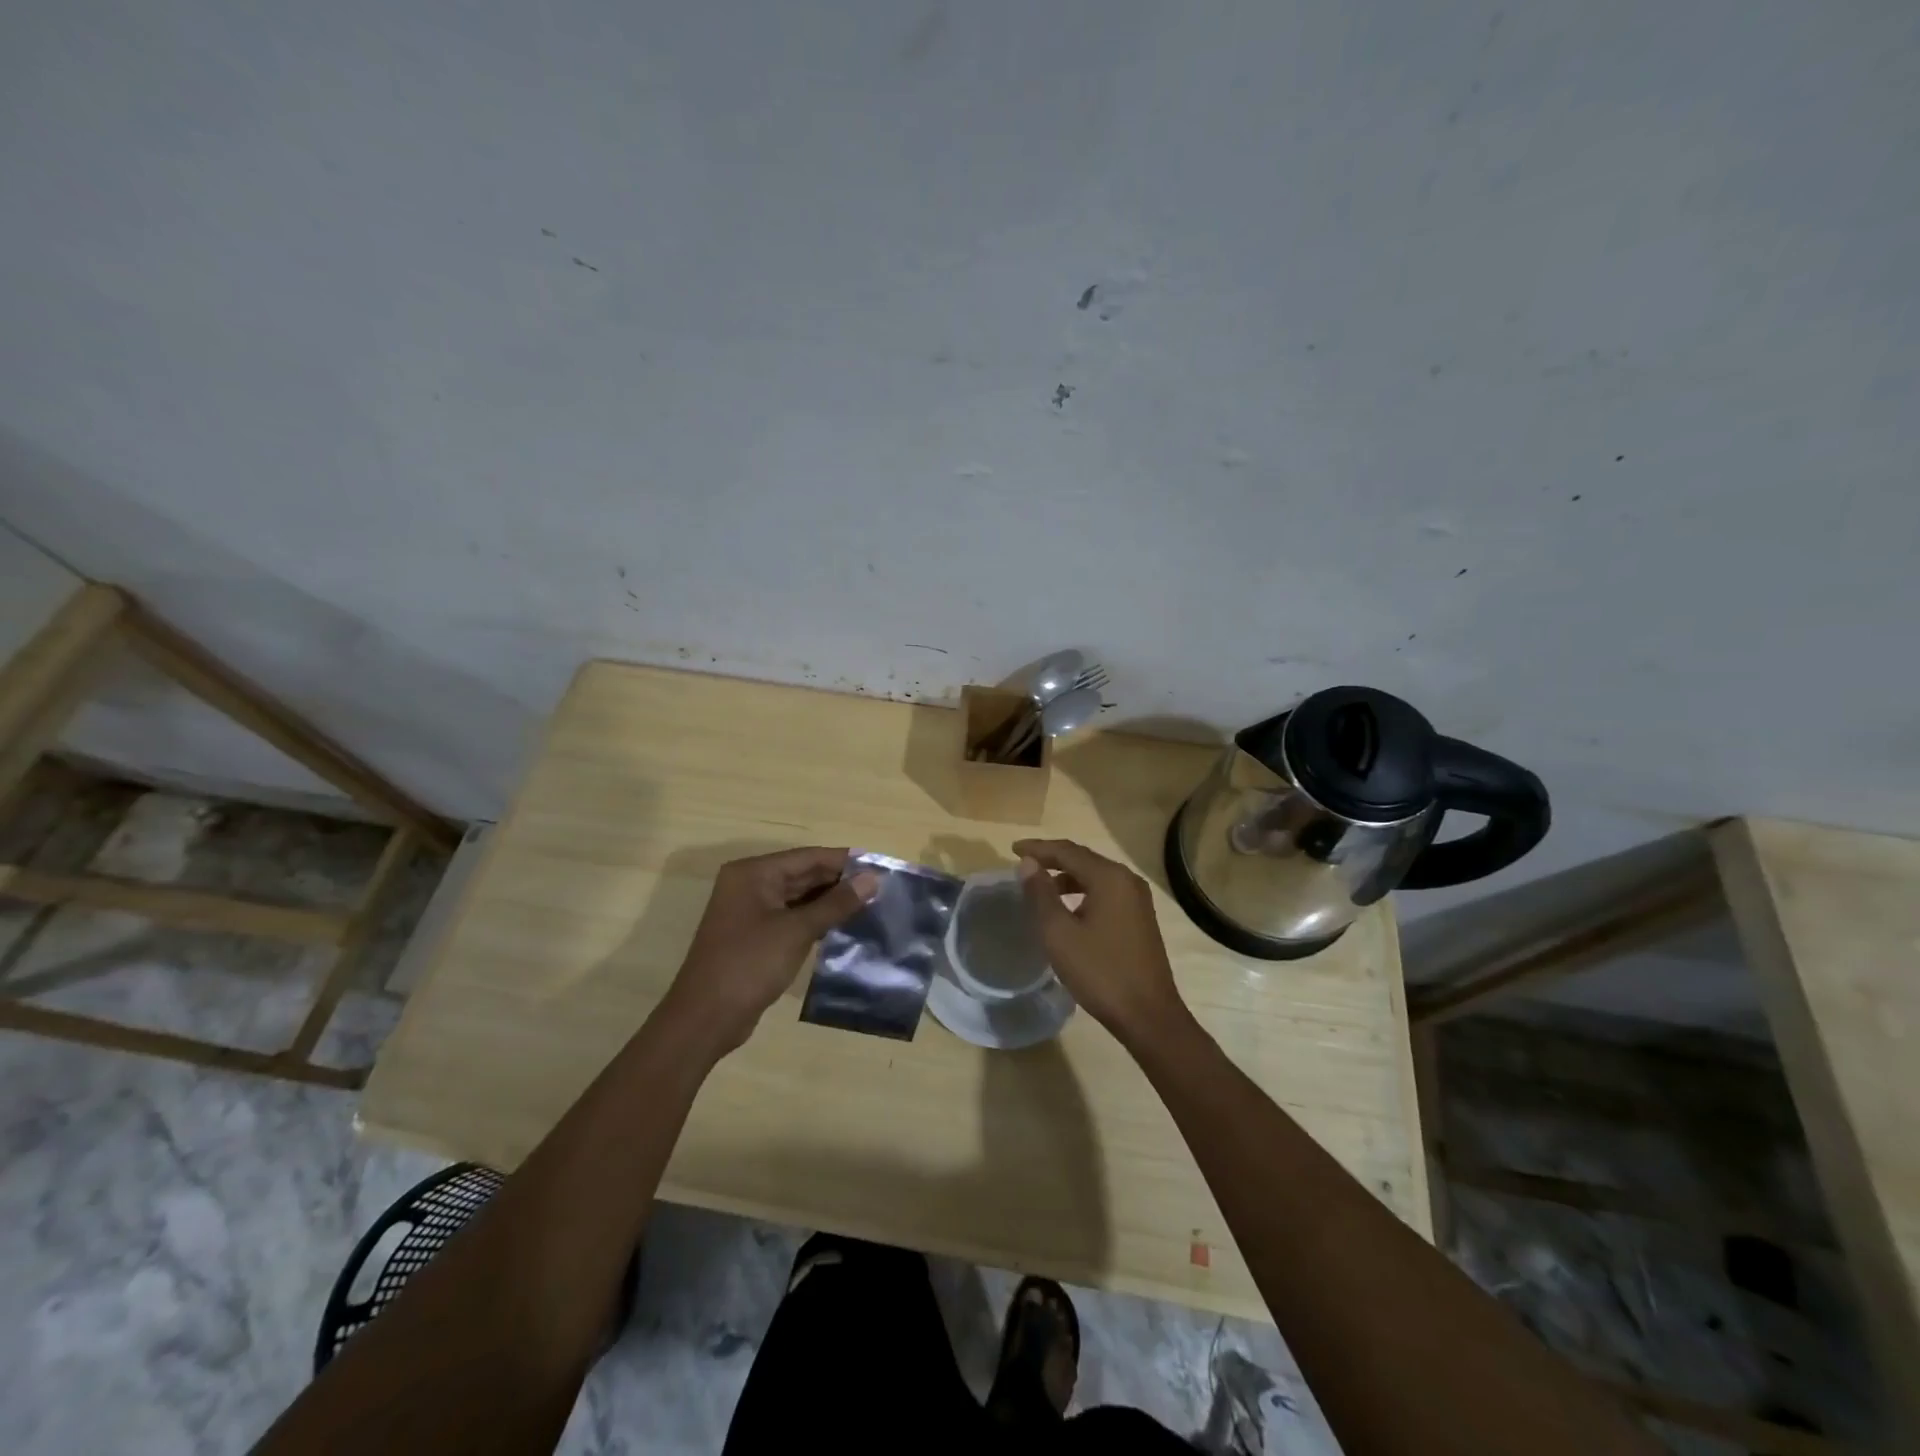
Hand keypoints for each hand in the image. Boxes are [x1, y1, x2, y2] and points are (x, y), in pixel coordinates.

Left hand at [661, 847, 880, 1055]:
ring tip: (870, 906)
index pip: (808, 857)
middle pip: (803, 874)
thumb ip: (836, 903)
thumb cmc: (749, 964)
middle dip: (839, 882)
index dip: (844, 861)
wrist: (705, 1018)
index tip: (879, 867)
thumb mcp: (797, 931)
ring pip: (798, 897)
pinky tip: (843, 926)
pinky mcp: (754, 936)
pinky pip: (791, 917)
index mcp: (753, 873)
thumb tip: (873, 879)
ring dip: (830, 902)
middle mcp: (750, 885)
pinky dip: (815, 920)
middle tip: (880, 889)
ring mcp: (750, 911)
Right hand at [1013, 838, 1187, 1043]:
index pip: (1067, 850)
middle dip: (1052, 859)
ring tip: (1041, 887)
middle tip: (1024, 865)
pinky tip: (1069, 909)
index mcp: (1109, 877)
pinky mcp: (1140, 917)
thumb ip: (1041, 894)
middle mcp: (1126, 880)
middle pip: (1083, 859)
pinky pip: (1106, 892)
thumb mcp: (1060, 933)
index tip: (1012, 850)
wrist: (1148, 1015)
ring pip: (1095, 876)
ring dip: (1067, 877)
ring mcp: (1137, 899)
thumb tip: (1028, 863)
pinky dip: (1083, 891)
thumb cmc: (1100, 972)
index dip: (1038, 848)